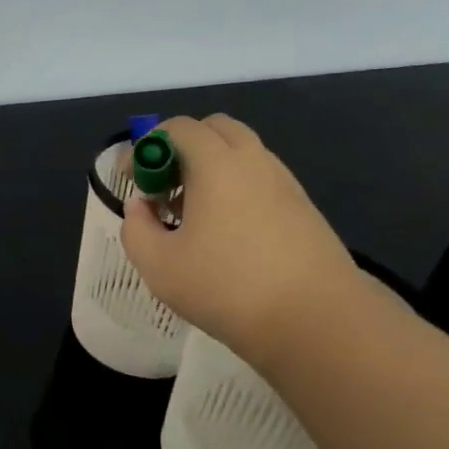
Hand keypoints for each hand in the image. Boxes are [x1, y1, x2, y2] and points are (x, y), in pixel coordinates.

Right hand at [120, 115, 361, 366]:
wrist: (316, 320)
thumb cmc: (226, 286)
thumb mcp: (158, 264)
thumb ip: (136, 228)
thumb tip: (140, 207)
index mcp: (217, 164)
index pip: (179, 128)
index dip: (147, 146)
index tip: (132, 180)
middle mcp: (255, 162)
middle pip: (215, 130)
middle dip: (182, 149)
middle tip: (164, 188)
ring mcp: (285, 184)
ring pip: (242, 155)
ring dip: (211, 170)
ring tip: (193, 216)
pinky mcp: (304, 210)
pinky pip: (261, 181)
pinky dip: (236, 190)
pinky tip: (227, 235)